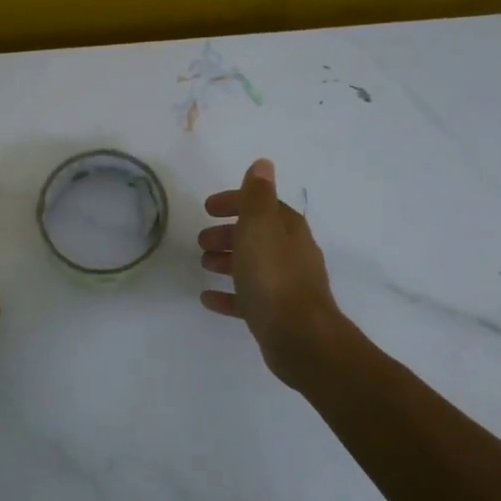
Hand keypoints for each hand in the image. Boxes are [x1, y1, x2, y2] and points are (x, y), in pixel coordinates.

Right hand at [199, 158, 347, 386]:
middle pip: (257, 236)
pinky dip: (228, 295)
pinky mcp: (275, 314)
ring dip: (227, 261)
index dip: (236, 202)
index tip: (208, 207)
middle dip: (229, 233)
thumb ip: (256, 196)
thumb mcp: (260, 227)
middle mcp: (291, 254)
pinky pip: (247, 298)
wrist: (298, 336)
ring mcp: (285, 286)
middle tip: (202, 240)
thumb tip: (263, 164)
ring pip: (252, 266)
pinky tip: (208, 298)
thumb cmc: (273, 276)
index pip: (262, 206)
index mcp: (288, 230)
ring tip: (203, 264)